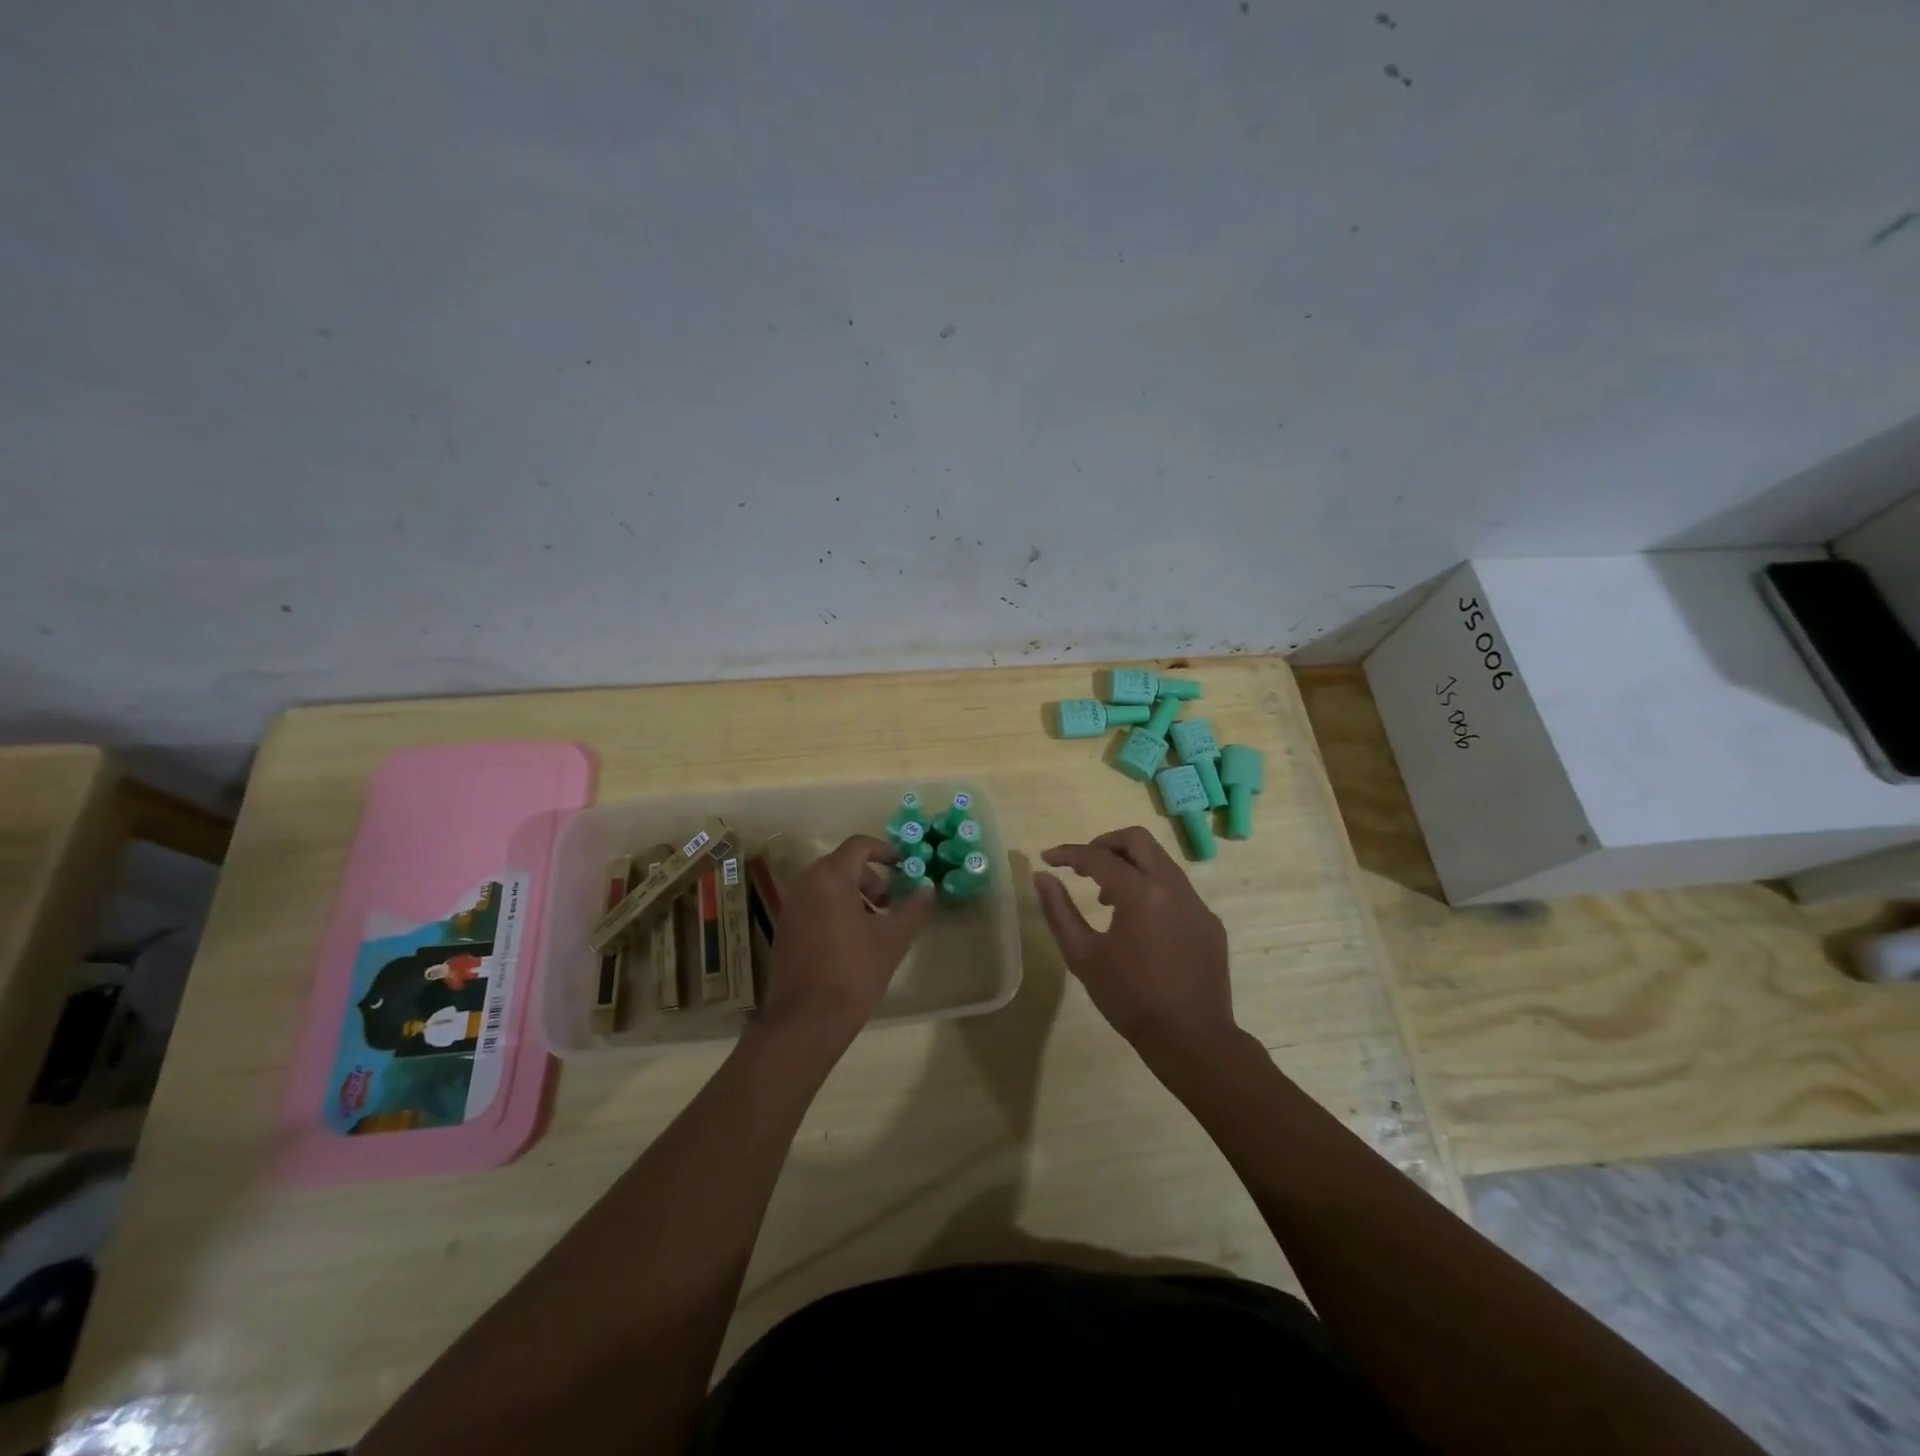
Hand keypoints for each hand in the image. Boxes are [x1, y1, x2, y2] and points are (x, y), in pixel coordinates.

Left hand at [759, 835, 934, 1042]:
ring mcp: (791, 907)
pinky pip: (814, 906)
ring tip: (874, 927)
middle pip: (842, 865)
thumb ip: (913, 909)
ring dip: (854, 896)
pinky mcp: (784, 930)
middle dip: (871, 879)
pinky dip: (835, 911)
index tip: (903, 867)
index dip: (884, 851)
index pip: (859, 846)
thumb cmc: (854, 971)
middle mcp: (805, 884)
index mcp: (830, 877)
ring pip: (827, 887)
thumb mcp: (893, 939)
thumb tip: (928, 890)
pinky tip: (851, 943)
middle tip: (890, 904)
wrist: (806, 1020)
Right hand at [1034, 827, 1236, 1061]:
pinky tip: (1140, 925)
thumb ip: (1058, 911)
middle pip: (1137, 840)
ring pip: (1160, 862)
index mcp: (1141, 893)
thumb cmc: (1130, 999)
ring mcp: (1197, 903)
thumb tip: (1042, 876)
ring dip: (1129, 867)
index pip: (1098, 857)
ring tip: (1107, 899)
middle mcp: (1173, 887)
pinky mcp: (1209, 922)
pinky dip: (1152, 891)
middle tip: (1083, 866)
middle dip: (1105, 844)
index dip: (1069, 853)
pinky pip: (1177, 890)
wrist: (1191, 1039)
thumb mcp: (1082, 956)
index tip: (1048, 858)